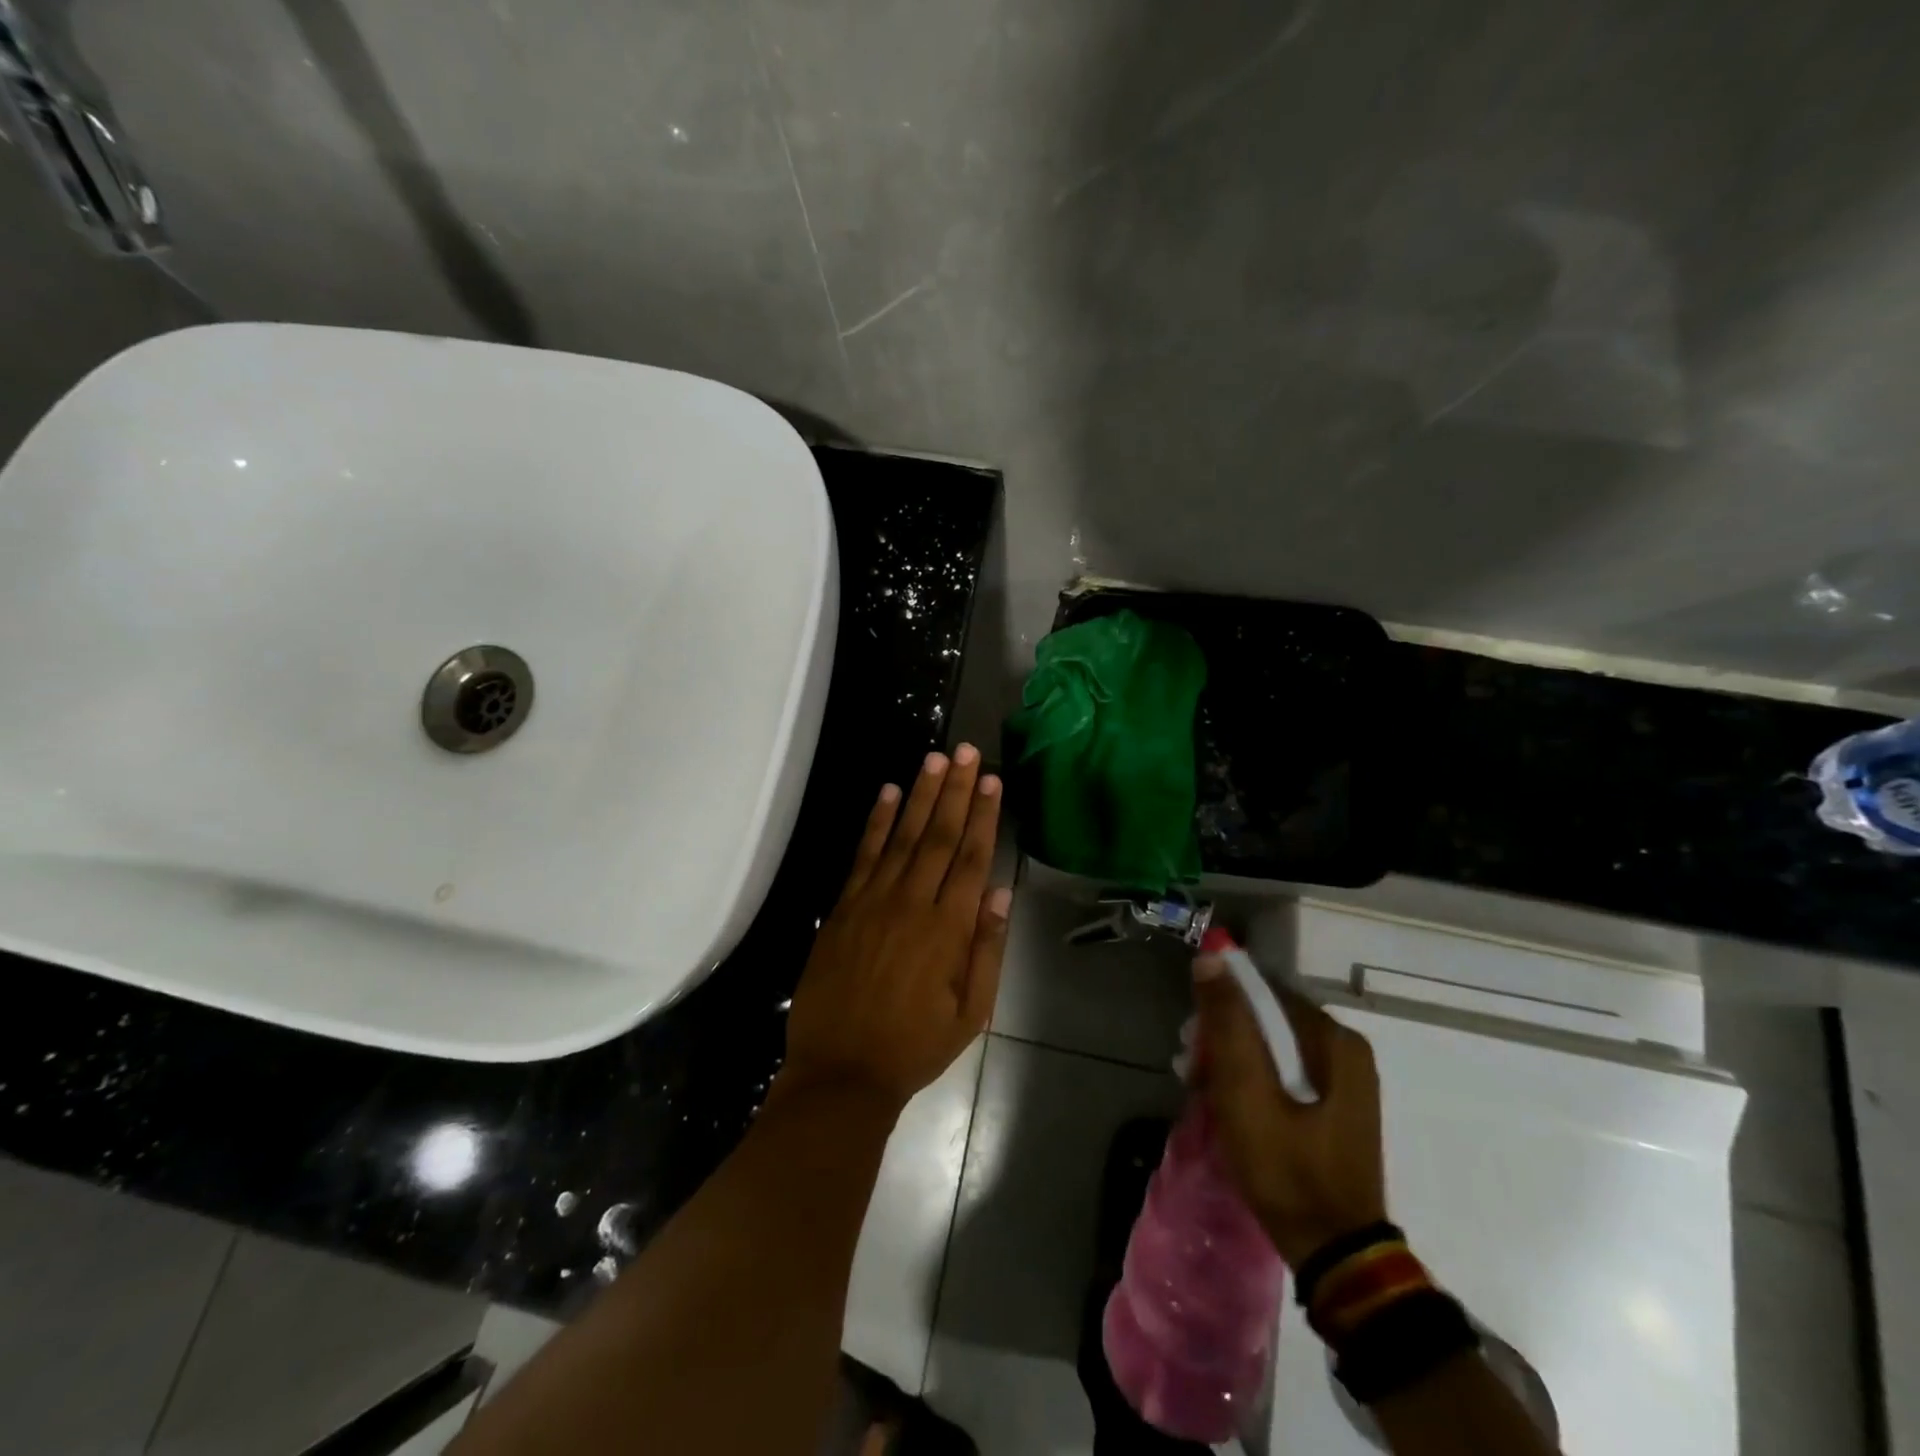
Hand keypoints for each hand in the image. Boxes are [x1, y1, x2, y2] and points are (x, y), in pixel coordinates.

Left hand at [780, 746, 1010, 1113]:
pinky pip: (863, 856)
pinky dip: (875, 822)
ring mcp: (873, 901)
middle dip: (954, 790)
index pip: (971, 857)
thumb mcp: (970, 1013)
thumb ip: (987, 950)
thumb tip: (999, 891)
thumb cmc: (914, 1046)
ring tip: (933, 759)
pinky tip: (886, 793)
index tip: (991, 779)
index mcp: (948, 929)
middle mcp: (912, 903)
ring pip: (902, 836)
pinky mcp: (844, 907)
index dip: (982, 815)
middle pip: (938, 835)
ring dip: (919, 795)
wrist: (841, 1072)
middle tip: (965, 751)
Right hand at [1191, 957, 1387, 1267]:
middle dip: (1224, 1039)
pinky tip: (1230, 1104)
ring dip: (1234, 1061)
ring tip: (1204, 1091)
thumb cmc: (1286, 1167)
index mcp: (1334, 1039)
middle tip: (1192, 1071)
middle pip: (1268, 1020)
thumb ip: (1228, 1022)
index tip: (1192, 1040)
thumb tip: (1212, 957)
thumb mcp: (1245, 1090)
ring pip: (1273, 1047)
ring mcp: (1345, 1081)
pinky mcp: (1336, 1107)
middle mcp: (1345, 1050)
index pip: (1263, 992)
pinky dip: (1253, 1081)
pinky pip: (1285, 1073)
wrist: (1335, 1254)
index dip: (1221, 1007)